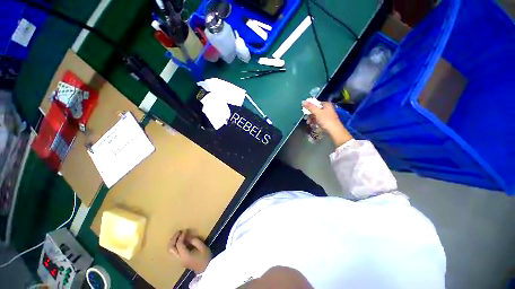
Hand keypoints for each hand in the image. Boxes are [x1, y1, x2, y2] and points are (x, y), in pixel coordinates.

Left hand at [168, 230, 211, 273]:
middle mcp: (179, 259)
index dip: (181, 236)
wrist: (206, 269)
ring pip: (171, 251)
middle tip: (178, 231)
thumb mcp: (202, 247)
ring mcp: (179, 260)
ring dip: (173, 242)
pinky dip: (175, 245)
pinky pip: (174, 252)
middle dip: (173, 239)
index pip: (179, 244)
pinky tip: (180, 240)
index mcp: (185, 256)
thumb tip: (188, 237)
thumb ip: (195, 241)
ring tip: (178, 235)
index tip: (185, 230)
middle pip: (171, 249)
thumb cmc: (205, 257)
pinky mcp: (181, 260)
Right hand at [302, 101, 352, 146]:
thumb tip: (303, 101)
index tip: (305, 111)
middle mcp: (327, 109)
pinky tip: (312, 125)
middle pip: (316, 110)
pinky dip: (314, 122)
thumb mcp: (317, 112)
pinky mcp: (326, 122)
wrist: (334, 131)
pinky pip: (318, 120)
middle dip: (310, 114)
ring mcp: (327, 116)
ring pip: (316, 116)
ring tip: (308, 123)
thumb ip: (310, 107)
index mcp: (326, 105)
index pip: (316, 103)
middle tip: (306, 118)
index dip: (310, 106)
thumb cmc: (326, 120)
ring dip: (311, 119)